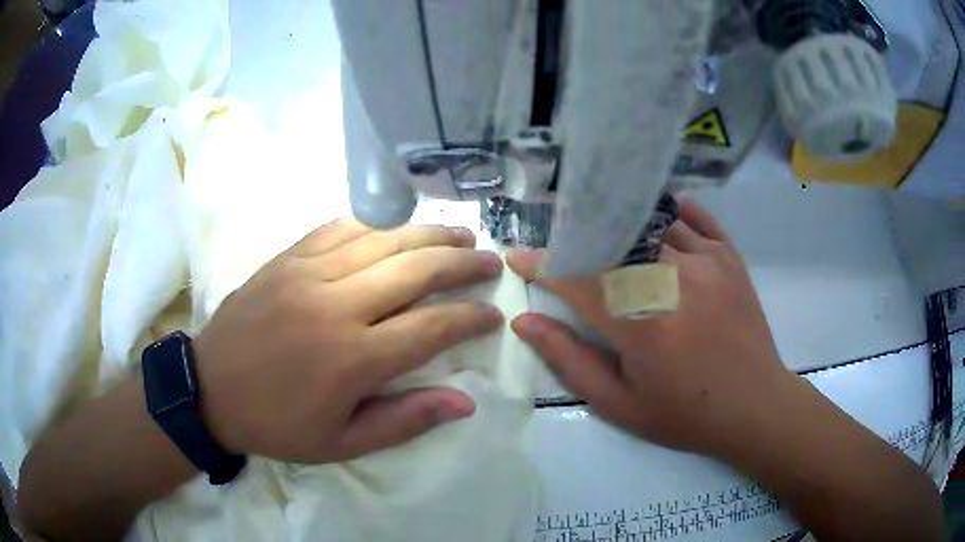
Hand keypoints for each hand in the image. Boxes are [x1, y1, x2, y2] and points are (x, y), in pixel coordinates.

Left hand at [194, 218, 503, 462]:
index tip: (494, 314)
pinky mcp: (287, 258)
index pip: (431, 328)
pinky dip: (376, 223)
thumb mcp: (341, 443)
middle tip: (491, 261)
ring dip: (428, 234)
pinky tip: (398, 225)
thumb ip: (404, 421)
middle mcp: (335, 306)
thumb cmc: (277, 424)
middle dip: (462, 263)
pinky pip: (340, 228)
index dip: (470, 318)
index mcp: (352, 359)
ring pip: (382, 239)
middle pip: (414, 270)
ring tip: (460, 233)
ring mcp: (308, 273)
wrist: (210, 390)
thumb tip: (465, 402)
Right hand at [508, 199, 795, 457]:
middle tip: (563, 245)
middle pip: (612, 242)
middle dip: (579, 240)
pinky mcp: (730, 257)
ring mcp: (707, 262)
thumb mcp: (619, 404)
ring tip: (605, 234)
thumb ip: (569, 360)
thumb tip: (526, 322)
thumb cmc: (684, 414)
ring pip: (650, 225)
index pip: (578, 279)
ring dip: (621, 227)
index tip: (520, 257)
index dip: (544, 266)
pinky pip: (696, 219)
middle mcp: (672, 280)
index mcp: (641, 324)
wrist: (754, 407)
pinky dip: (672, 213)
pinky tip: (657, 219)